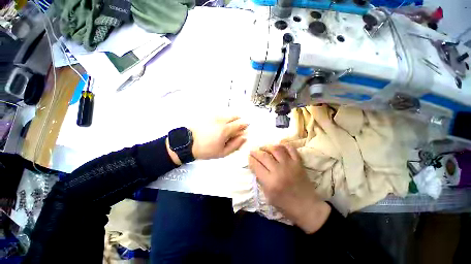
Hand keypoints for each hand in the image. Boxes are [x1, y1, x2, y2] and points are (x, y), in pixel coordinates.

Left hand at [191, 116, 248, 159]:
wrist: (188, 143)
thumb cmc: (206, 150)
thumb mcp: (222, 152)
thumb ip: (235, 145)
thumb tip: (244, 137)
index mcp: (226, 129)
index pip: (240, 124)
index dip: (245, 125)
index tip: (246, 128)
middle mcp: (221, 120)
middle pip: (235, 116)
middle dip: (239, 120)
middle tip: (238, 128)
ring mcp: (215, 117)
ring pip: (228, 115)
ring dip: (232, 119)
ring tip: (229, 127)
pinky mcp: (209, 116)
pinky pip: (221, 115)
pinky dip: (224, 118)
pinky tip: (221, 125)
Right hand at [248, 144, 330, 233]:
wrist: (307, 207)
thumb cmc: (285, 205)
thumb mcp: (268, 196)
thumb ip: (261, 180)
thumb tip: (256, 167)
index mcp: (270, 182)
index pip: (256, 166)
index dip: (251, 160)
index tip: (249, 157)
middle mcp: (279, 171)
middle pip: (264, 156)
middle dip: (256, 152)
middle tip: (252, 151)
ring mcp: (290, 165)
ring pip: (276, 149)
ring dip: (267, 147)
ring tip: (263, 148)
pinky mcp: (298, 163)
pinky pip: (291, 149)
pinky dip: (284, 145)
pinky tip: (278, 146)